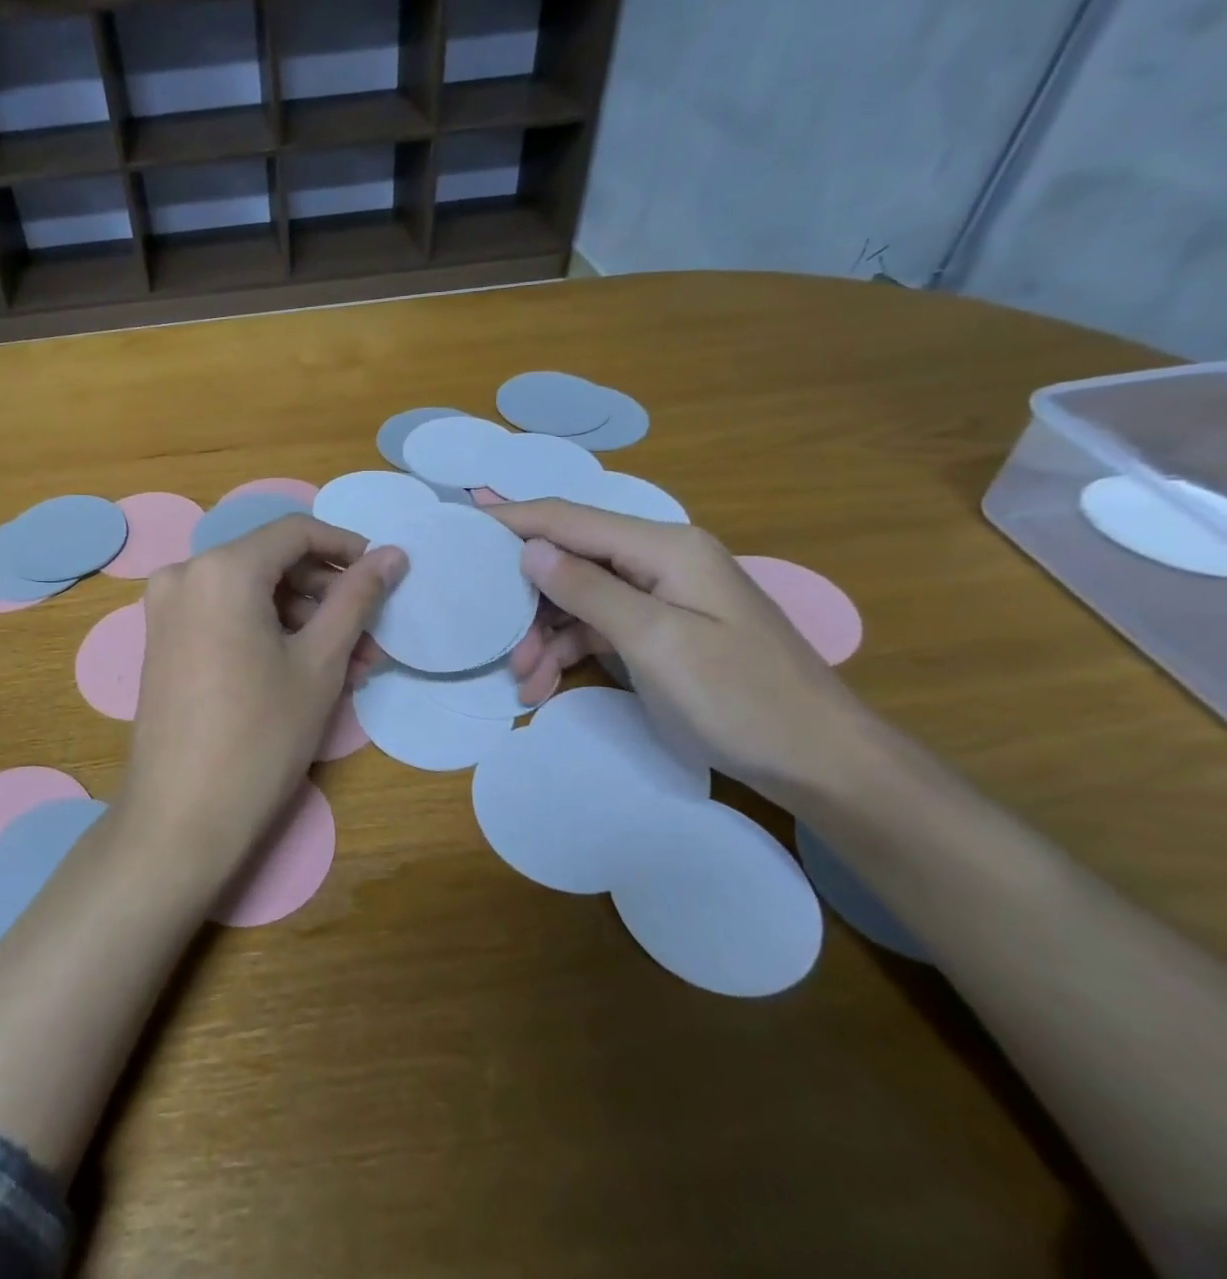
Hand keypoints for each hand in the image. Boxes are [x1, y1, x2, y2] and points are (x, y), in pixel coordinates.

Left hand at [123, 515, 405, 879]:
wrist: (181, 817)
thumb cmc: (260, 735)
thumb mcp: (319, 662)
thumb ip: (357, 598)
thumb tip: (393, 555)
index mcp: (221, 568)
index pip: (296, 532)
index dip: (346, 547)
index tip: (383, 575)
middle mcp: (185, 573)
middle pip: (272, 563)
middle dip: (327, 595)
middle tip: (370, 639)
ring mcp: (166, 608)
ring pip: (251, 593)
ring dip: (303, 620)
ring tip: (350, 666)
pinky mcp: (162, 640)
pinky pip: (225, 616)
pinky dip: (267, 632)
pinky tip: (304, 670)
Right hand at [486, 500, 876, 798]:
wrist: (820, 761)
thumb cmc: (740, 696)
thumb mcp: (656, 641)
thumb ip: (589, 589)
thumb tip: (529, 549)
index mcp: (663, 547)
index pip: (569, 519)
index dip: (512, 520)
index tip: (460, 531)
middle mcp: (659, 560)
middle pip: (570, 560)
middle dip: (526, 598)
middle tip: (494, 639)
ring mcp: (661, 596)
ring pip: (578, 599)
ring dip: (543, 634)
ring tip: (522, 679)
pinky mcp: (661, 630)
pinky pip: (598, 628)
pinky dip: (568, 651)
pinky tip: (545, 685)